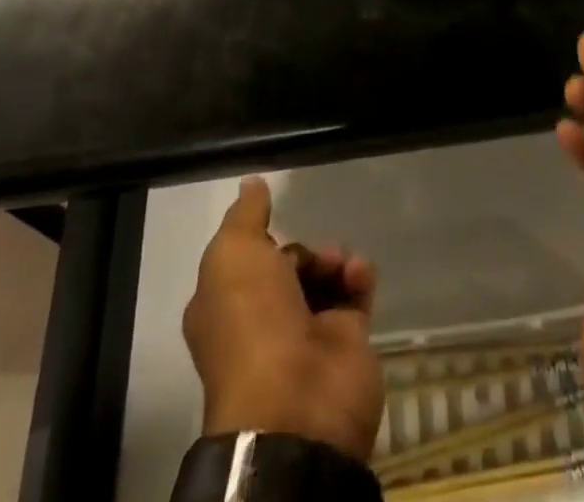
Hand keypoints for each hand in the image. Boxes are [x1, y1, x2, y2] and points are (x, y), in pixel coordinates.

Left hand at [183, 177, 384, 461]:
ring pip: (322, 278)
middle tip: (316, 251)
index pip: (242, 262)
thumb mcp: (233, 254)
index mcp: (224, 307)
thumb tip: (251, 183)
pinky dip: (359, 276)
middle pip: (285, 268)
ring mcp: (305, 334)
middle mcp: (261, 322)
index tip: (274, 218)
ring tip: (339, 262)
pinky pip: (354, 294)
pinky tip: (358, 272)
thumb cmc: (252, 322)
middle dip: (302, 250)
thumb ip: (245, 215)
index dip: (258, 240)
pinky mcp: (346, 341)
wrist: (298, 399)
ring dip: (333, 259)